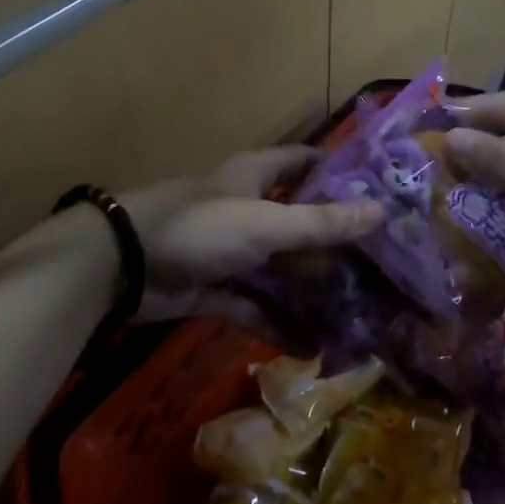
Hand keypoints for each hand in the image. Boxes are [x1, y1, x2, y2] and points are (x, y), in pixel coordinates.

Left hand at [121, 146, 383, 318]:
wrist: (122, 265)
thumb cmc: (200, 227)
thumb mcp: (266, 224)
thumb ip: (322, 223)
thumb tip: (382, 211)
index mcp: (254, 177)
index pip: (300, 161)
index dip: (334, 168)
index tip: (374, 187)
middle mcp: (244, 208)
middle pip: (295, 219)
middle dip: (330, 239)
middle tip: (377, 261)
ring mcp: (227, 251)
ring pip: (276, 267)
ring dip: (306, 287)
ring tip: (353, 308)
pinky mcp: (212, 288)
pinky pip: (253, 305)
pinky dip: (276, 321)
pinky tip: (310, 343)